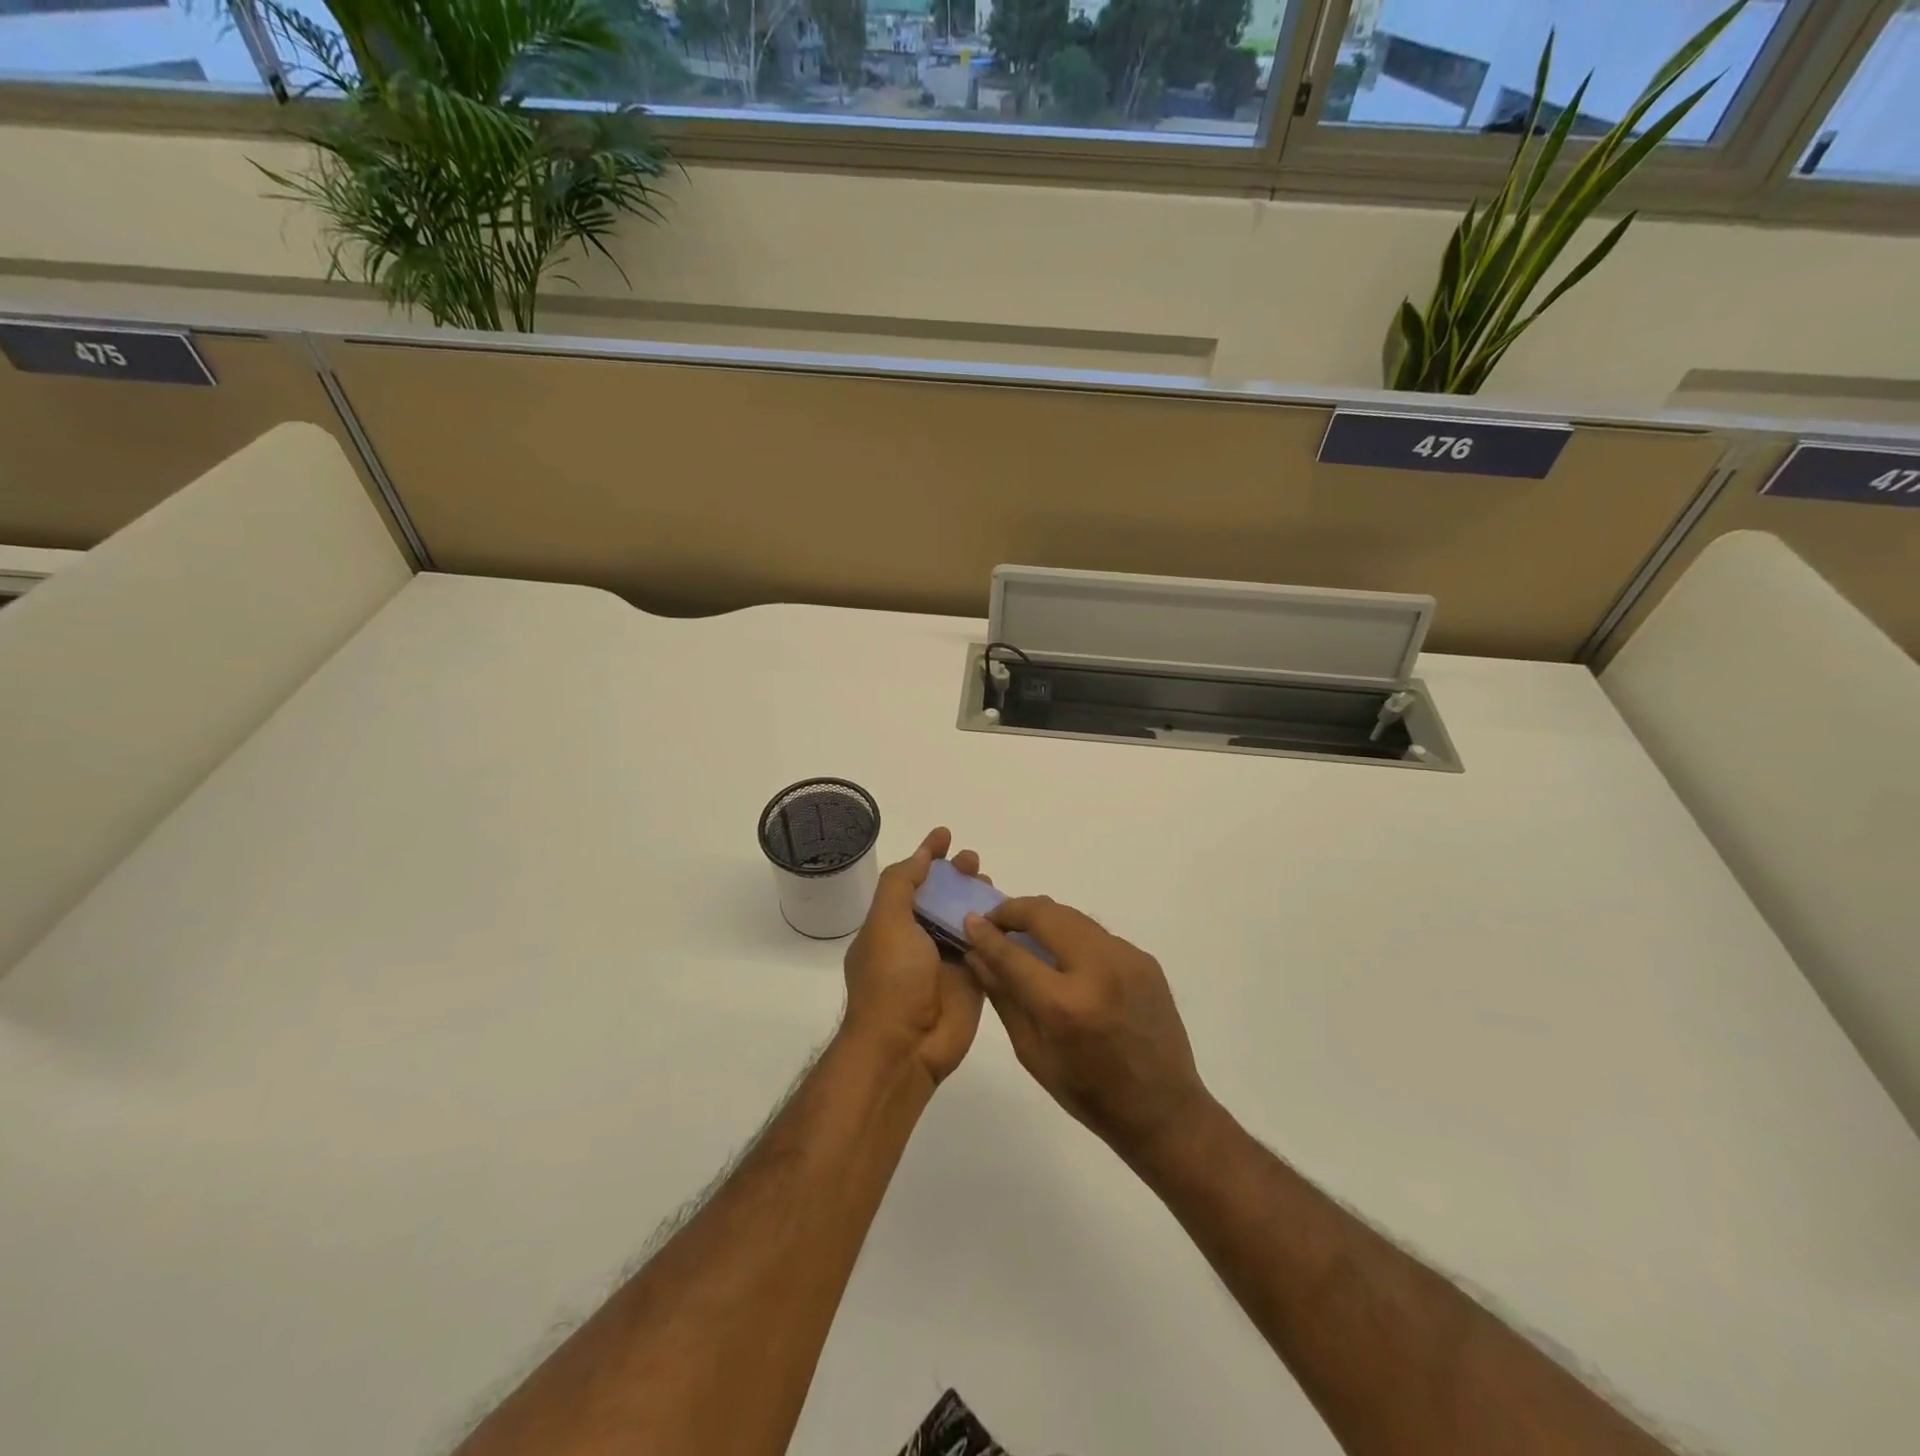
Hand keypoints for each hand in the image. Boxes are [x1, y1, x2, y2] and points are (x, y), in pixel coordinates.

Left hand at [840, 828, 986, 1088]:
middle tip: (973, 862)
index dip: (927, 856)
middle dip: (956, 875)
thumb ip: (902, 884)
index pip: (911, 880)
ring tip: (990, 882)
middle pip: (942, 897)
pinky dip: (996, 927)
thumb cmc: (891, 980)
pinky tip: (1010, 911)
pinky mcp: (973, 979)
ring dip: (977, 897)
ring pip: (966, 918)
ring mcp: (946, 960)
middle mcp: (918, 939)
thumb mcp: (886, 922)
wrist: (905, 1047)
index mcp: (892, 924)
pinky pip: (987, 946)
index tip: (945, 834)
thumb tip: (921, 853)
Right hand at [964, 898, 1210, 1158]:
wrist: (1164, 1109)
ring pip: (1073, 916)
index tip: (969, 920)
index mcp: (1065, 1005)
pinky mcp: (1145, 959)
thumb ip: (1004, 996)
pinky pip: (1097, 935)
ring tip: (1026, 935)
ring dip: (1044, 919)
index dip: (986, 932)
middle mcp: (1099, 970)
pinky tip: (1066, 960)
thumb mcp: (1033, 1052)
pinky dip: (1073, 937)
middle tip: (996, 921)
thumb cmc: (1089, 1093)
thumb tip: (976, 954)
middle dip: (1015, 910)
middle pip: (1046, 913)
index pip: (1013, 952)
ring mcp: (1127, 959)